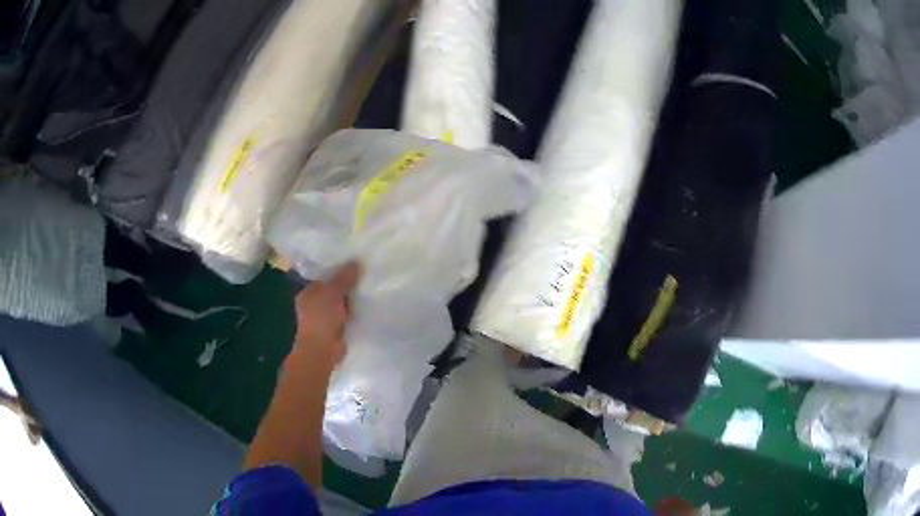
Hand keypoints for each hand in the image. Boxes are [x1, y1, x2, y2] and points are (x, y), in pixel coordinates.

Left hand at [290, 262, 360, 370]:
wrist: (322, 351)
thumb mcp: (332, 293)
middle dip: (347, 284)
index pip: (324, 277)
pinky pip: (348, 315)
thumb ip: (344, 278)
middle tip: (366, 273)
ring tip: (370, 287)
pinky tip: (368, 305)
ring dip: (353, 299)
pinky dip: (355, 312)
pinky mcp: (336, 329)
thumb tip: (356, 262)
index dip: (338, 270)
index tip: (355, 263)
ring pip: (341, 303)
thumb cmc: (321, 319)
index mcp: (308, 292)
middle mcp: (314, 304)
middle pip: (333, 289)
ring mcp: (324, 318)